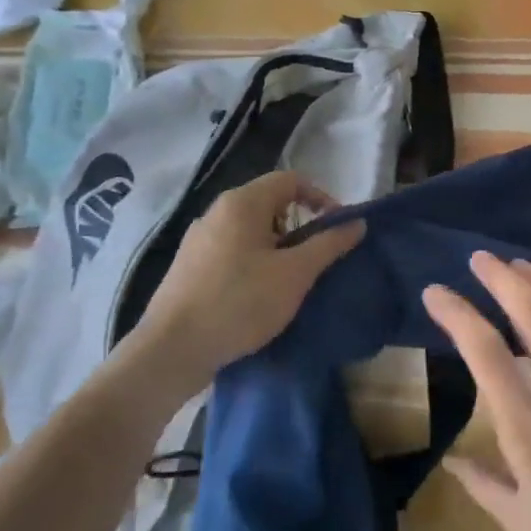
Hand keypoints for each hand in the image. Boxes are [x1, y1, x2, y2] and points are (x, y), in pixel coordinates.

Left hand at [122, 171, 365, 384]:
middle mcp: (217, 212)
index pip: (291, 180)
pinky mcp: (190, 266)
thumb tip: (357, 222)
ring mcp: (199, 239)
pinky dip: (255, 262)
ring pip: (251, 230)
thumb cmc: (240, 302)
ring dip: (278, 247)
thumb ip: (329, 244)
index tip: (338, 229)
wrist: (173, 349)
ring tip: (291, 280)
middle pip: (270, 203)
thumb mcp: (295, 274)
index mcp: (242, 203)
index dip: (321, 198)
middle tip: (316, 259)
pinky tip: (259, 295)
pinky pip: (233, 250)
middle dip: (300, 226)